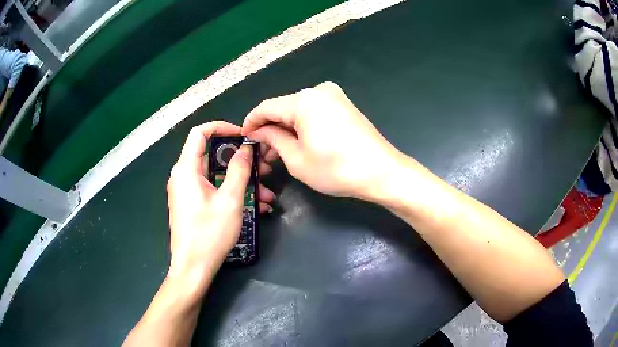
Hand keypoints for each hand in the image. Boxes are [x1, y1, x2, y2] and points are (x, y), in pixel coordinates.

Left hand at [166, 121, 275, 285]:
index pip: (200, 133)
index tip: (243, 136)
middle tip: (263, 168)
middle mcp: (183, 176)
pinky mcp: (192, 204)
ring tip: (267, 194)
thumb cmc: (209, 233)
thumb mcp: (230, 200)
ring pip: (216, 175)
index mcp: (186, 169)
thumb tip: (246, 148)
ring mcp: (187, 191)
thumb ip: (239, 170)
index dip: (222, 127)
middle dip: (240, 160)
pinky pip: (213, 190)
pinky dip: (232, 193)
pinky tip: (256, 207)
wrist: (193, 268)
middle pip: (211, 155)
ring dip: (241, 181)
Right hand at [242, 81, 401, 199]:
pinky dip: (302, 127)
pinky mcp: (344, 106)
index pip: (266, 107)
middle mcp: (319, 91)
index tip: (243, 137)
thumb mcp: (296, 158)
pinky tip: (298, 144)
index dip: (251, 122)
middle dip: (270, 129)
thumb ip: (273, 139)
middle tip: (261, 153)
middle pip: (283, 108)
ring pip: (299, 111)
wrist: (382, 172)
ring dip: (286, 130)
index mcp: (304, 100)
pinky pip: (314, 113)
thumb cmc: (336, 169)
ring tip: (277, 153)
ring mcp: (334, 97)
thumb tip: (260, 132)